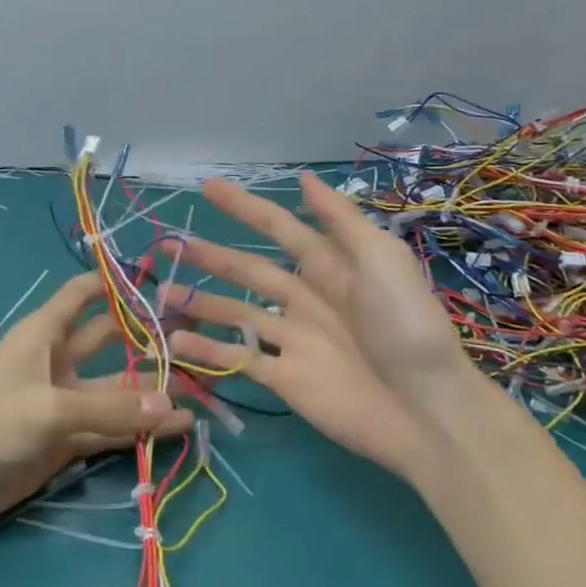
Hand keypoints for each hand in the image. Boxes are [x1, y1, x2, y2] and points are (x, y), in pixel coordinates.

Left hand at [0, 273, 194, 541]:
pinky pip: (109, 430)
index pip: (84, 295)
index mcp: (44, 334)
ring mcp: (62, 404)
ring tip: (201, 391)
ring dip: (150, 393)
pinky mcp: (65, 443)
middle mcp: (57, 362)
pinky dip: (138, 430)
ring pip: (115, 391)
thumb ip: (111, 409)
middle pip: (109, 342)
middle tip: (197, 338)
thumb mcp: (49, 409)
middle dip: (147, 340)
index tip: (160, 279)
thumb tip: (174, 407)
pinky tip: (175, 430)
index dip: (116, 284)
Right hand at [160, 173, 480, 476]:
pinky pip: (238, 359)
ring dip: (199, 303)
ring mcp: (293, 339)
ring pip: (235, 314)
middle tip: (167, 244)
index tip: (208, 187)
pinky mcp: (285, 378)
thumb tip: (304, 177)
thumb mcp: (382, 259)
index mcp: (330, 266)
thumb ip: (340, 220)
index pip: (278, 228)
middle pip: (247, 271)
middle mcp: (305, 298)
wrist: (426, 410)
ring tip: (159, 296)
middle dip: (209, 256)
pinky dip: (207, 351)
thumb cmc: (406, 326)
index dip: (244, 207)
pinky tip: (176, 343)